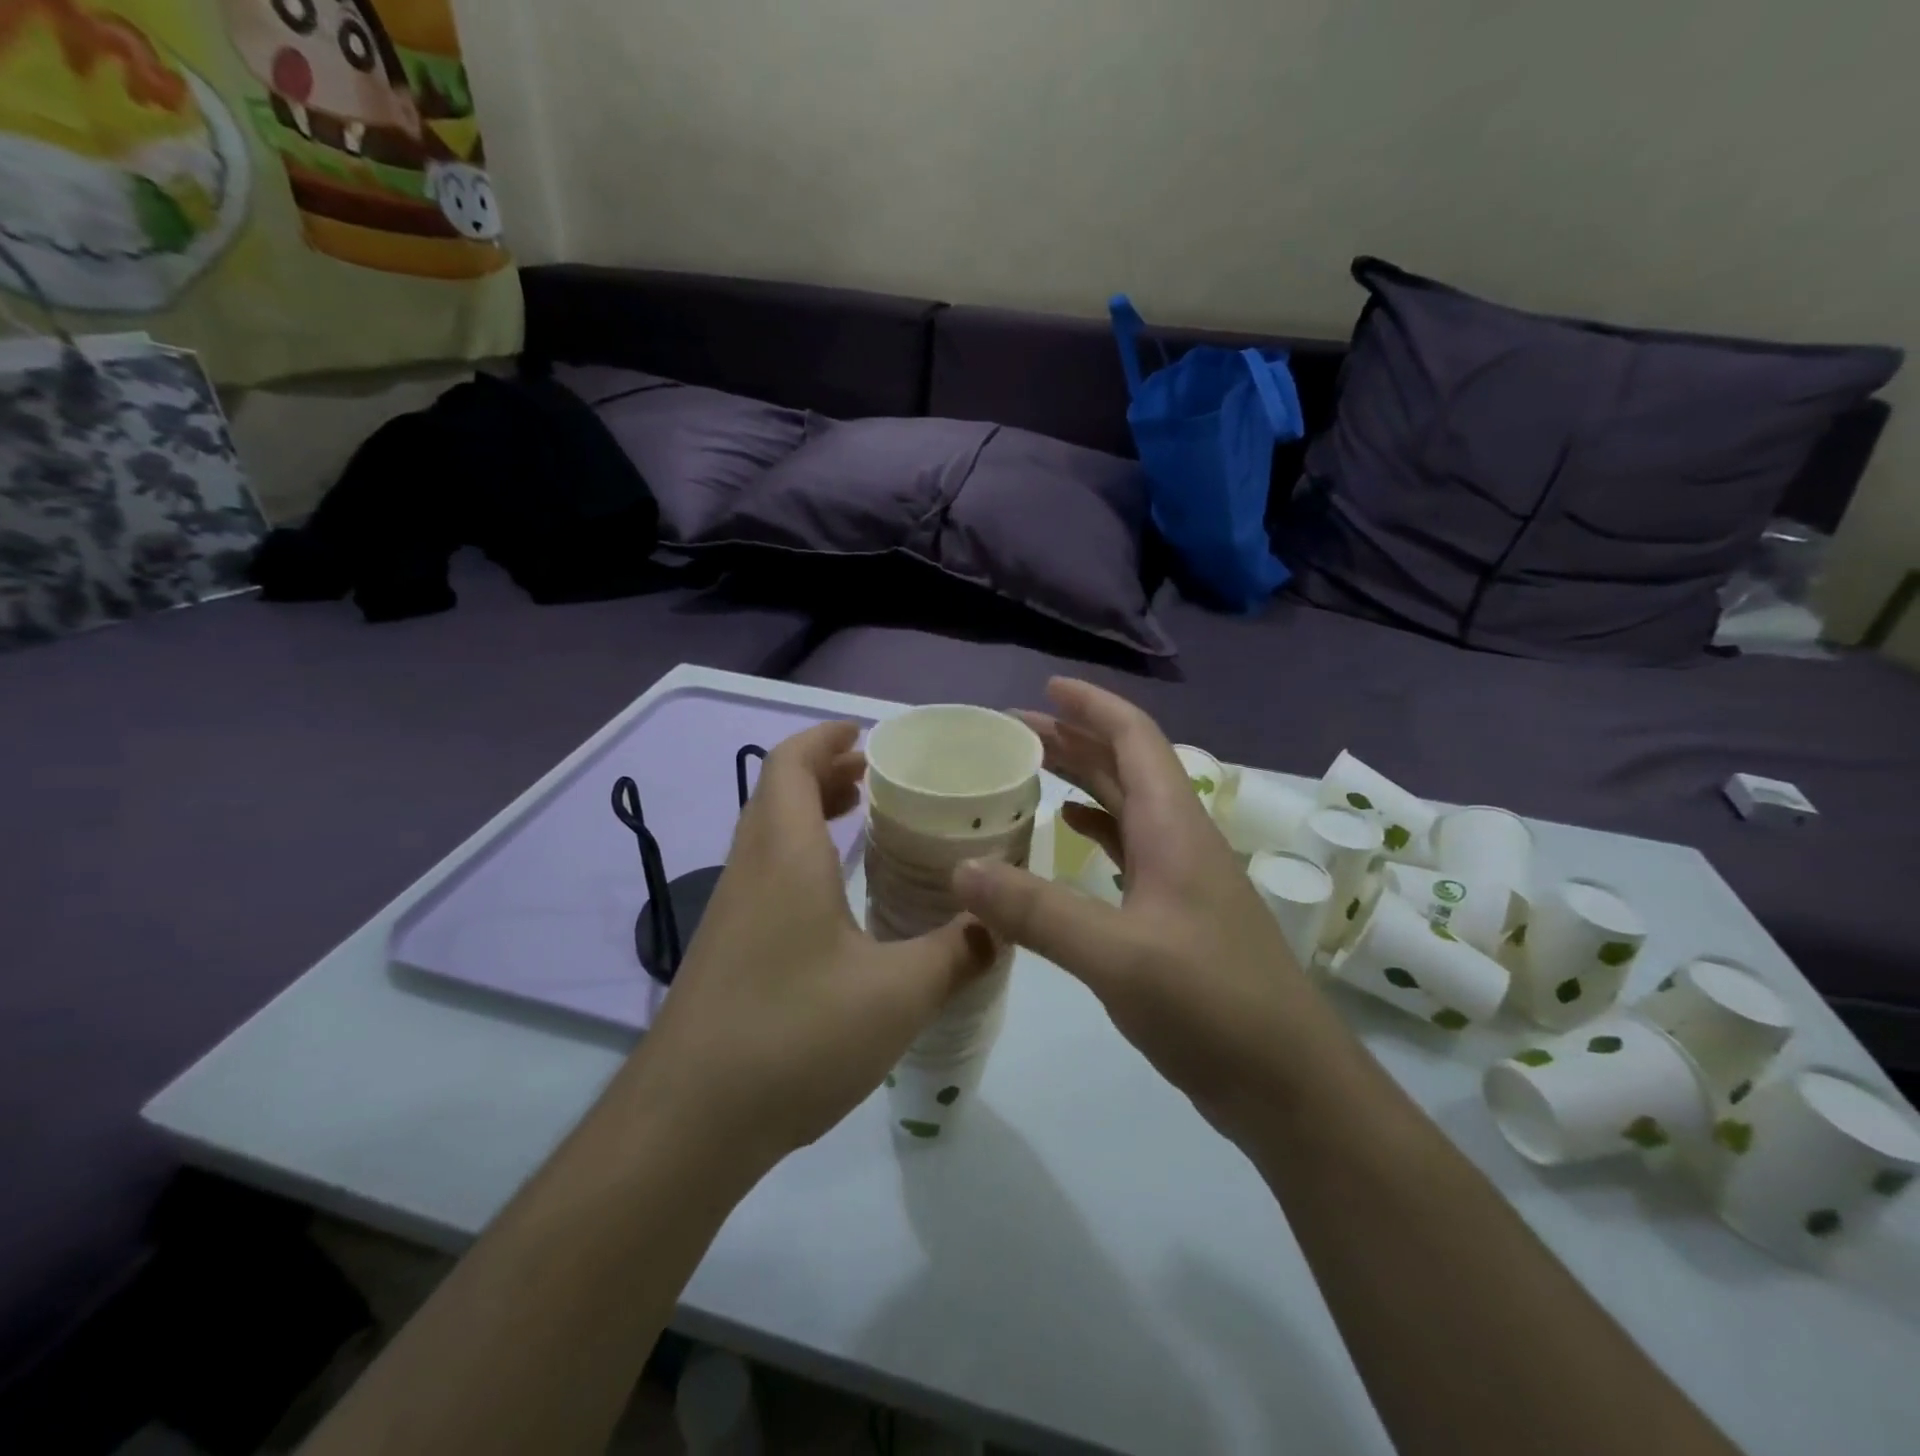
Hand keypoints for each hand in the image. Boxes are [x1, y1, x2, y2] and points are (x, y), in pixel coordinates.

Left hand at [631, 722, 997, 1169]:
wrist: (687, 1124)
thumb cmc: (793, 1037)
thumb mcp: (897, 996)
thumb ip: (956, 954)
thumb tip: (1000, 926)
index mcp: (785, 856)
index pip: (791, 764)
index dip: (825, 738)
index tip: (866, 735)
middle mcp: (750, 870)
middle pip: (777, 793)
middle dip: (825, 772)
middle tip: (878, 777)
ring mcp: (730, 911)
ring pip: (768, 835)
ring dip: (810, 813)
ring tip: (862, 819)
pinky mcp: (725, 948)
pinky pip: (765, 873)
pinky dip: (801, 855)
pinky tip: (836, 899)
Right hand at [953, 679, 1338, 1145]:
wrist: (1288, 1084)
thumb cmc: (1212, 1006)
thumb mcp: (1118, 956)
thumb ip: (1037, 912)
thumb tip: (960, 869)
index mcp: (1175, 827)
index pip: (1135, 738)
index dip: (1093, 706)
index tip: (1046, 687)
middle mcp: (1180, 839)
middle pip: (1125, 767)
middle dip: (1074, 739)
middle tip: (1013, 732)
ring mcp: (1182, 879)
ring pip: (1127, 807)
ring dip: (1083, 781)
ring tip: (1030, 772)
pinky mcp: (1176, 915)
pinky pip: (1129, 850)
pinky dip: (1096, 830)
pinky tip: (1068, 834)